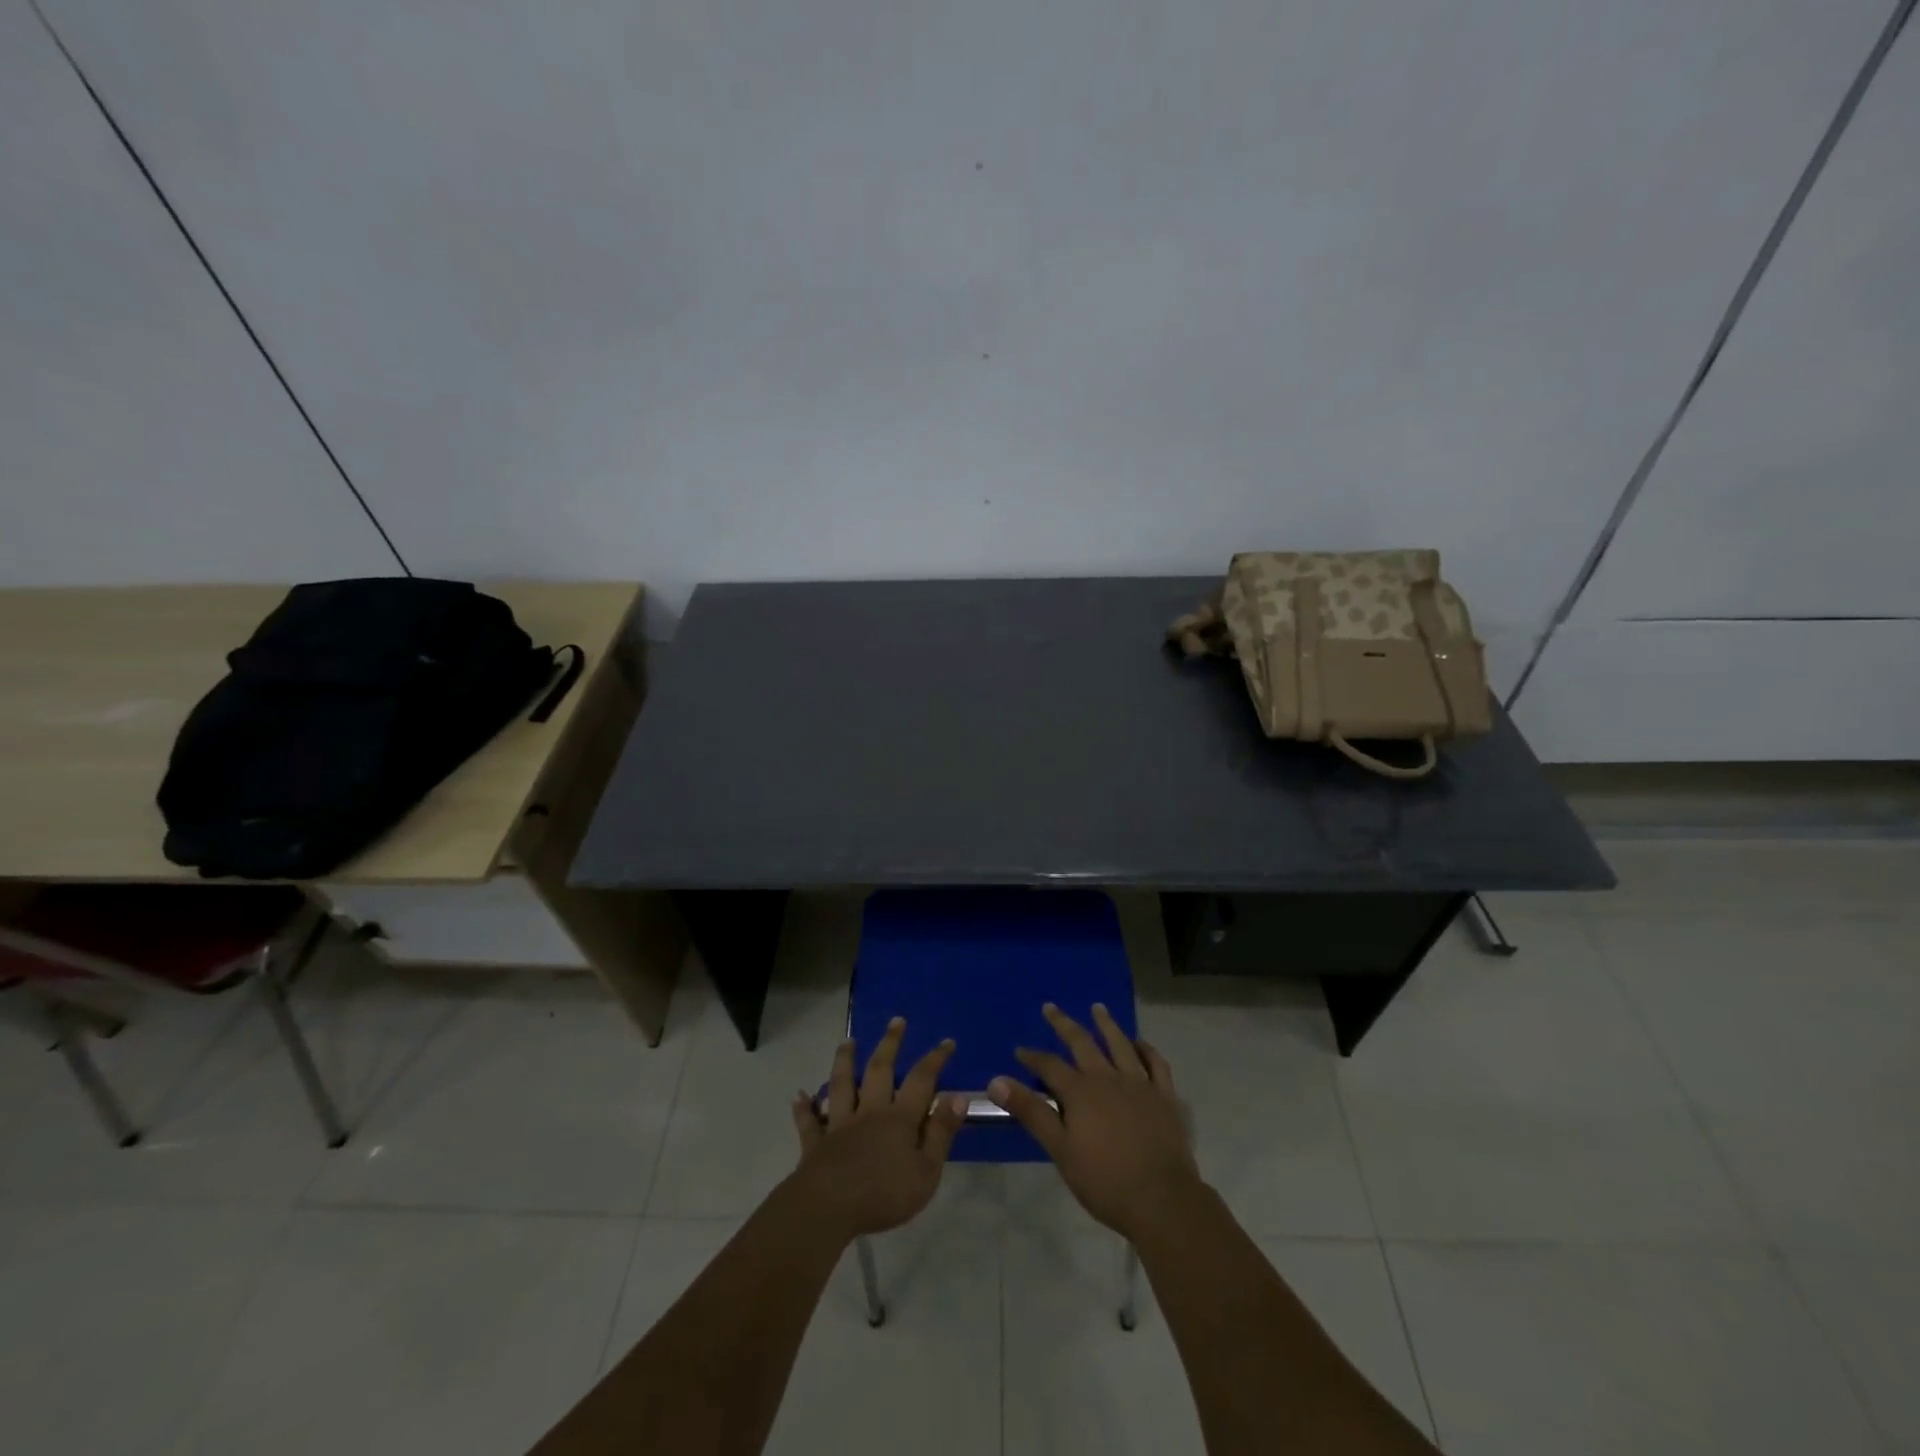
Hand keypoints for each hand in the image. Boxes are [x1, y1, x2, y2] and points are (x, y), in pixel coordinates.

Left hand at [787, 1017, 968, 1240]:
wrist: (829, 1207)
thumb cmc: (884, 1193)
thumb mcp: (926, 1170)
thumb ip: (941, 1133)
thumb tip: (958, 1097)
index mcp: (899, 1118)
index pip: (922, 1081)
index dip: (935, 1060)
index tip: (946, 1041)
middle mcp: (869, 1112)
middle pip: (880, 1070)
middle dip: (890, 1044)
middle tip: (896, 1021)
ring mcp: (839, 1125)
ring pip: (842, 1085)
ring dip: (844, 1061)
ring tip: (847, 1041)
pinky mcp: (816, 1144)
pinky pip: (810, 1122)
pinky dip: (804, 1109)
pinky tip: (798, 1096)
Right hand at [989, 1003, 1200, 1241]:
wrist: (1162, 1200)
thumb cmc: (1105, 1181)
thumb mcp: (1060, 1149)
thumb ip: (1031, 1112)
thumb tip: (996, 1081)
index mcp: (1081, 1091)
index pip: (1050, 1066)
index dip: (1032, 1057)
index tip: (1020, 1050)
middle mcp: (1108, 1078)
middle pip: (1082, 1043)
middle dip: (1063, 1024)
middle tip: (1051, 1007)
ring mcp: (1140, 1084)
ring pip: (1120, 1044)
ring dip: (1106, 1024)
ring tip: (1097, 1008)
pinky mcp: (1165, 1096)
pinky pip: (1156, 1063)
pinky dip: (1146, 1049)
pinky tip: (1139, 1044)